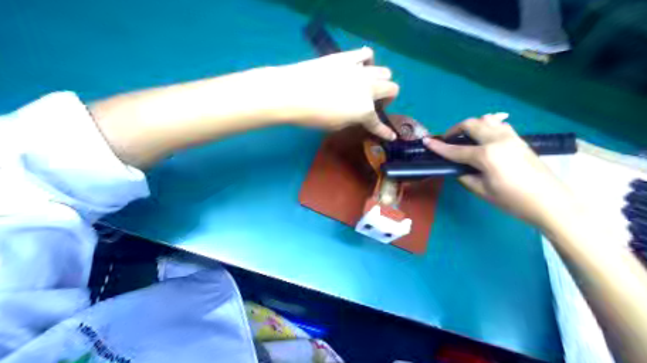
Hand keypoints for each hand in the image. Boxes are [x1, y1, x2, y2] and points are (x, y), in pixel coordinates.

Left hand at [272, 47, 399, 139]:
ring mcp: (359, 70)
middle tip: (374, 104)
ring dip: (380, 80)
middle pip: (392, 88)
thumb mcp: (336, 125)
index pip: (378, 124)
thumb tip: (359, 114)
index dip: (385, 132)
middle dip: (387, 98)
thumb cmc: (312, 116)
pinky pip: (366, 53)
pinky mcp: (347, 57)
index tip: (391, 136)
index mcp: (365, 110)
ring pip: (384, 71)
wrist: (292, 92)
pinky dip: (367, 61)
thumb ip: (353, 119)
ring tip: (367, 84)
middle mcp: (368, 88)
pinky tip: (359, 66)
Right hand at [428, 112, 578, 228]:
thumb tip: (458, 168)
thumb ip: (465, 177)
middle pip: (471, 124)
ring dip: (472, 125)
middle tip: (447, 140)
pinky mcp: (520, 139)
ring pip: (487, 119)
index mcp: (486, 155)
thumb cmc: (513, 201)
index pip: (456, 149)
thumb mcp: (483, 192)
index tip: (426, 141)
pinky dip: (487, 126)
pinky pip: (499, 125)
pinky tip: (485, 138)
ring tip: (466, 137)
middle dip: (455, 129)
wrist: (550, 202)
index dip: (439, 146)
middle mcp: (498, 140)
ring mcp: (511, 137)